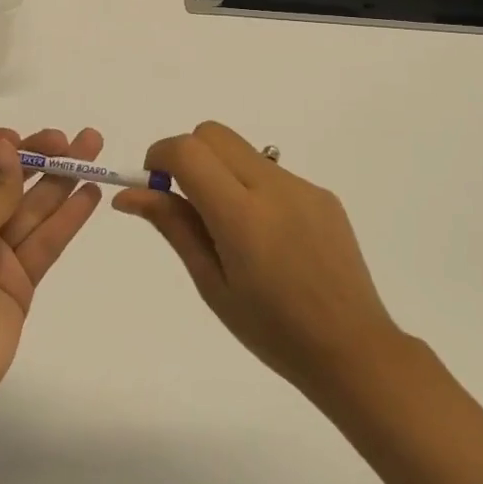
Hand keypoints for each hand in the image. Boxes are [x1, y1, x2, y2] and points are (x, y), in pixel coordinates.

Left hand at [0, 128, 103, 417]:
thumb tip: (6, 146)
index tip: (25, 138)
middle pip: (6, 180)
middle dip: (39, 158)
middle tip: (75, 140)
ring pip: (32, 207)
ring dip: (62, 180)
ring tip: (94, 151)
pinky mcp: (19, 280)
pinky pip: (46, 240)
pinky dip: (68, 217)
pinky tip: (90, 194)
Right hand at [114, 121, 399, 400]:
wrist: (353, 349)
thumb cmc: (272, 331)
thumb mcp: (212, 284)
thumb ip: (173, 227)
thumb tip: (130, 194)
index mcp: (242, 216)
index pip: (188, 151)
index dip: (160, 156)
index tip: (154, 185)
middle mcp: (274, 188)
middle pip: (213, 134)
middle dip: (188, 155)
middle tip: (184, 201)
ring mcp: (303, 187)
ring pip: (242, 151)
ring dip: (220, 171)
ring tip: (230, 230)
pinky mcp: (323, 195)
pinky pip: (271, 172)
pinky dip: (251, 187)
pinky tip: (266, 237)